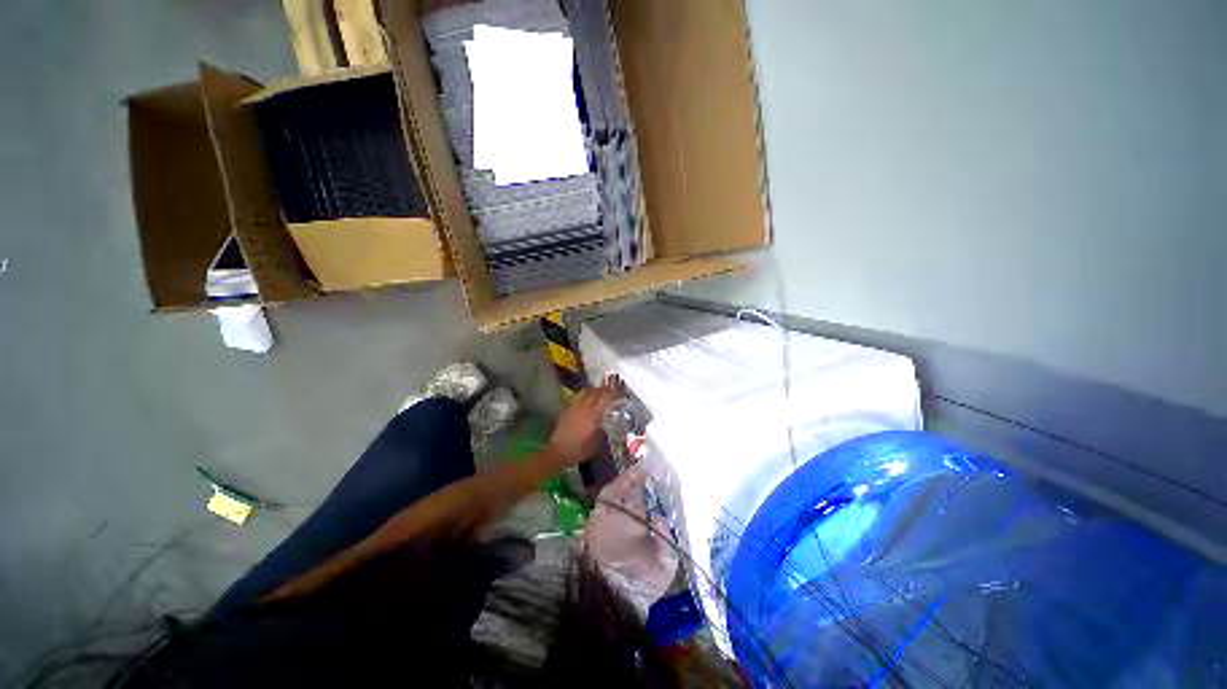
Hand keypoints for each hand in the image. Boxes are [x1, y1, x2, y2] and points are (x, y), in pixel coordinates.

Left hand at [547, 376, 624, 467]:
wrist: (559, 452)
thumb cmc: (579, 450)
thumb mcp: (597, 443)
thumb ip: (603, 431)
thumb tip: (606, 426)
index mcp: (594, 415)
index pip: (606, 397)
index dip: (615, 392)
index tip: (621, 393)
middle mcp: (584, 407)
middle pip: (596, 391)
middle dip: (605, 389)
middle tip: (612, 392)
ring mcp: (574, 406)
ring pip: (586, 391)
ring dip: (594, 390)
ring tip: (599, 394)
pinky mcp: (567, 409)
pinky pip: (578, 397)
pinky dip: (585, 395)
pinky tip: (587, 402)